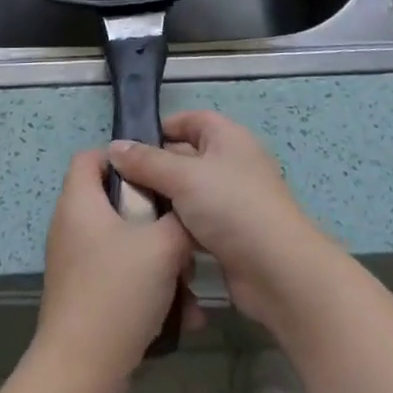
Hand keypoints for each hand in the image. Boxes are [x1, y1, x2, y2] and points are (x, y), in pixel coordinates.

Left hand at [29, 150, 201, 392]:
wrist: (81, 371)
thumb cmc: (117, 292)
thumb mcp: (162, 247)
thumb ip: (179, 220)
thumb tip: (186, 214)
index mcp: (80, 202)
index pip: (92, 156)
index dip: (123, 156)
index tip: (159, 172)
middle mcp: (72, 226)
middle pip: (116, 202)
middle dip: (155, 217)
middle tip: (182, 231)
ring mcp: (76, 264)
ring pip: (125, 244)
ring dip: (160, 261)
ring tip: (190, 284)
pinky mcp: (85, 296)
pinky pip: (122, 277)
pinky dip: (149, 289)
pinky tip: (183, 317)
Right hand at [107, 111, 333, 334]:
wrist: (278, 272)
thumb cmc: (231, 208)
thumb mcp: (182, 177)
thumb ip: (146, 161)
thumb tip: (114, 147)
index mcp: (228, 138)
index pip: (191, 120)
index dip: (162, 128)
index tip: (129, 146)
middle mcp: (232, 163)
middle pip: (187, 156)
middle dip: (156, 168)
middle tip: (120, 184)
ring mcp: (234, 201)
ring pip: (189, 193)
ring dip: (165, 202)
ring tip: (129, 212)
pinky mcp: (232, 235)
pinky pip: (197, 223)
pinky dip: (178, 228)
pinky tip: (153, 238)